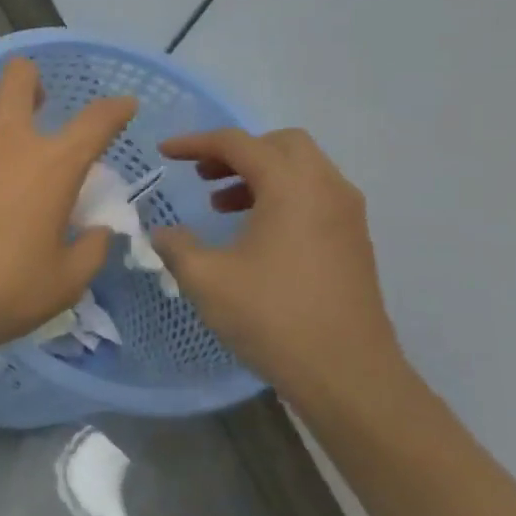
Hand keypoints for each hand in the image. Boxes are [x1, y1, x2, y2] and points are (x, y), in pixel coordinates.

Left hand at [0, 58, 136, 352]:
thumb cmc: (1, 290)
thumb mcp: (64, 283)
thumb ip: (91, 251)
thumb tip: (99, 232)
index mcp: (53, 165)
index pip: (97, 120)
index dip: (116, 109)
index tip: (123, 106)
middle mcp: (5, 137)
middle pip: (20, 76)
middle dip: (30, 82)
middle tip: (31, 108)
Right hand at [150, 128, 405, 405]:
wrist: (347, 372)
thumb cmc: (272, 317)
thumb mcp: (206, 279)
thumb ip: (176, 245)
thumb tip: (162, 232)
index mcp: (291, 187)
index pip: (238, 143)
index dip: (195, 143)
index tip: (164, 152)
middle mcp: (326, 188)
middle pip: (280, 144)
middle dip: (236, 152)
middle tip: (201, 175)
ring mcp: (347, 215)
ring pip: (301, 169)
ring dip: (259, 174)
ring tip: (221, 204)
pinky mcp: (353, 240)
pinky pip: (314, 195)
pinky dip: (280, 195)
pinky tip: (254, 232)